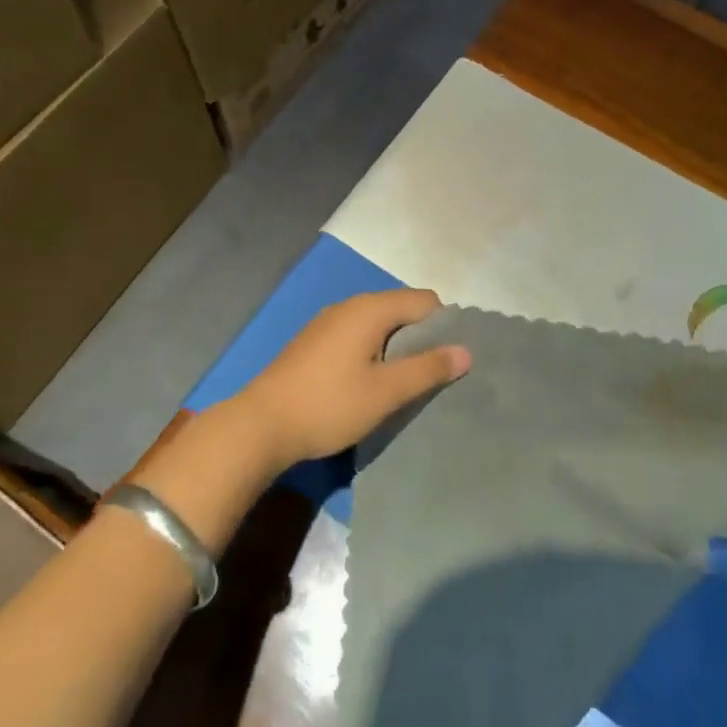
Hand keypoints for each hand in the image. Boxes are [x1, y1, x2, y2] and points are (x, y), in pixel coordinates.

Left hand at [235, 289, 471, 469]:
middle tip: (430, 377)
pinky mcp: (314, 341)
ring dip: (396, 347)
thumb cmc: (329, 405)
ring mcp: (328, 322)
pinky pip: (357, 335)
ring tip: (402, 384)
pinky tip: (368, 384)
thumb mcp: (385, 392)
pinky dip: (372, 351)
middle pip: (401, 309)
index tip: (449, 361)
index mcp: (371, 308)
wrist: (260, 425)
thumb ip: (427, 369)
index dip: (444, 327)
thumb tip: (466, 351)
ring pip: (379, 324)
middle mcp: (351, 305)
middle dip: (421, 338)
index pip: (425, 301)